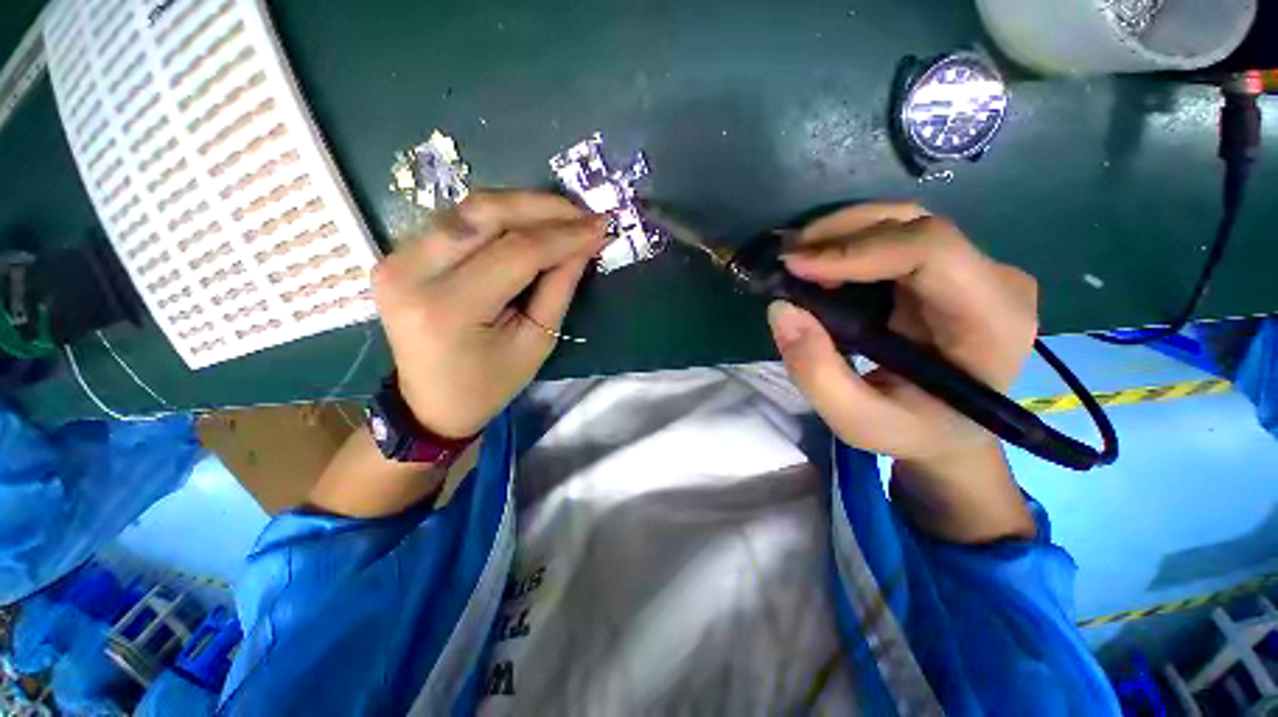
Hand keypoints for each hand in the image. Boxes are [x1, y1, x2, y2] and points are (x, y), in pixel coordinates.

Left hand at [371, 191, 606, 438]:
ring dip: (522, 205)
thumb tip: (585, 243)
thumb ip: (559, 288)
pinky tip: (529, 224)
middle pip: (484, 214)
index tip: (600, 227)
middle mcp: (411, 273)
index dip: (564, 236)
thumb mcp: (536, 342)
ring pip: (468, 209)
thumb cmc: (490, 383)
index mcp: (448, 309)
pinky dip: (498, 216)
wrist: (431, 402)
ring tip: (563, 216)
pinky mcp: (396, 254)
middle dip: (542, 206)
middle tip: (583, 212)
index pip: (516, 253)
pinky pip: (456, 221)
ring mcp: (395, 258)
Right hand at [768, 203, 1038, 541]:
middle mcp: (995, 282)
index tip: (796, 265)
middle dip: (842, 234)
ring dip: (842, 234)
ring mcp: (975, 270)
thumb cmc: (912, 432)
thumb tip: (782, 308)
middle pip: (916, 225)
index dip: (857, 249)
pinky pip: (896, 238)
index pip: (931, 252)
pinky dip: (849, 244)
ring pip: (903, 223)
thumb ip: (816, 372)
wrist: (950, 433)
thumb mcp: (856, 420)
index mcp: (991, 322)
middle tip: (788, 258)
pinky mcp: (949, 270)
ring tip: (797, 260)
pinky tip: (820, 264)